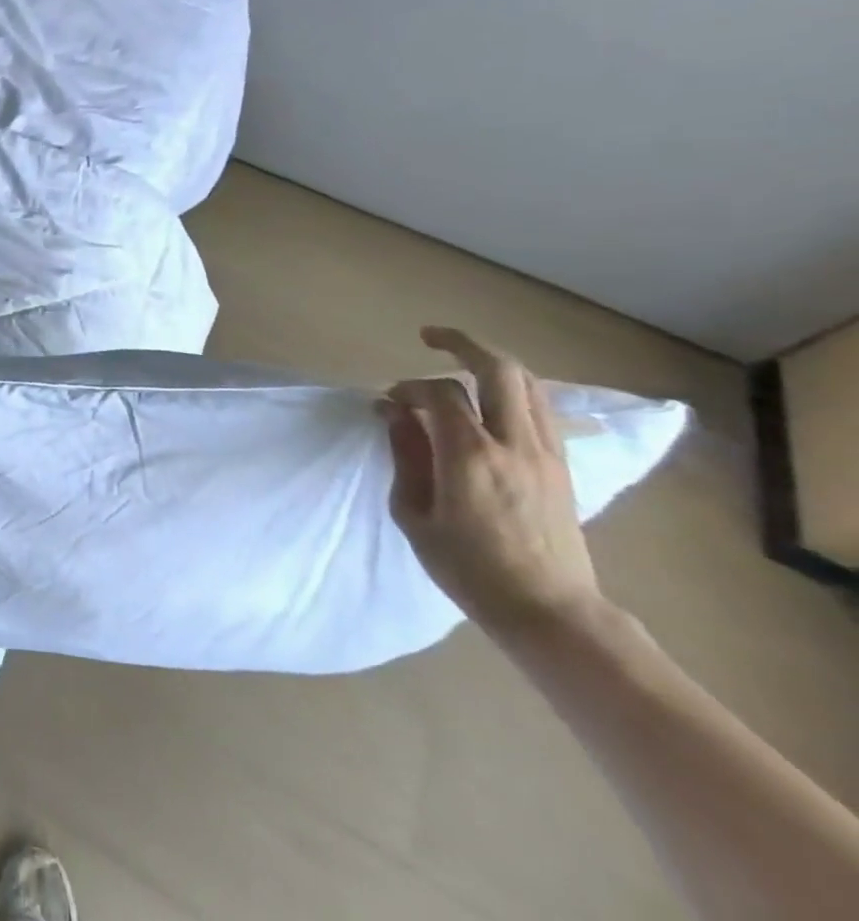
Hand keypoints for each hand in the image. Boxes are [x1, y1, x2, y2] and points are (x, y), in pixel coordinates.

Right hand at [384, 327, 603, 638]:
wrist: (550, 613)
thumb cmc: (469, 569)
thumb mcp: (415, 514)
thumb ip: (406, 455)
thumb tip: (394, 413)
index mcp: (471, 455)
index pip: (439, 393)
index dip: (408, 387)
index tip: (388, 401)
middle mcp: (515, 443)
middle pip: (498, 369)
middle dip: (462, 343)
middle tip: (430, 337)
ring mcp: (546, 453)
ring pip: (527, 383)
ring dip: (491, 363)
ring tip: (461, 361)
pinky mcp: (562, 466)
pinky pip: (541, 409)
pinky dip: (514, 390)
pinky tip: (492, 399)